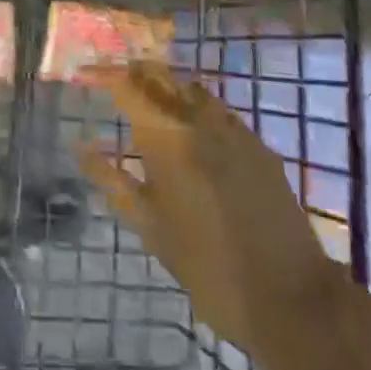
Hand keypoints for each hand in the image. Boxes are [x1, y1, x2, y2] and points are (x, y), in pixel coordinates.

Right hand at [80, 62, 357, 369]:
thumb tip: (82, 147)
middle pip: (162, 76)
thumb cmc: (206, 265)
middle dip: (134, 73)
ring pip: (192, 89)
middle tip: (113, 83)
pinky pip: (219, 112)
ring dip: (166, 88)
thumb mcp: (149, 226)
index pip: (127, 84)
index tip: (85, 74)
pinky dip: (195, 109)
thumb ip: (111, 180)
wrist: (289, 297)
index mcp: (167, 136)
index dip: (103, 73)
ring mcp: (235, 129)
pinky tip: (190, 134)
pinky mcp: (259, 145)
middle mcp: (200, 119)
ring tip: (147, 105)